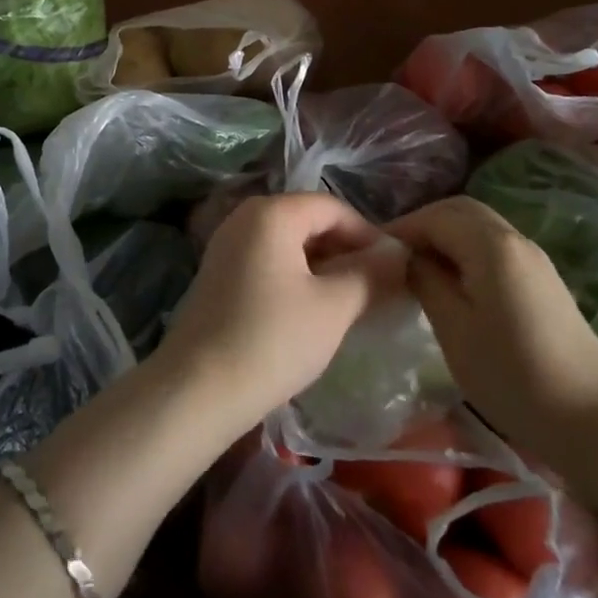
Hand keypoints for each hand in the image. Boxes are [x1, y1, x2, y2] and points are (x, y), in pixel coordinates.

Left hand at [157, 192, 403, 434]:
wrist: (197, 390)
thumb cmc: (272, 340)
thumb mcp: (333, 308)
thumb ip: (371, 275)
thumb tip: (400, 254)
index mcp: (271, 212)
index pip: (332, 207)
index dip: (368, 234)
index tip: (396, 269)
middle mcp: (245, 217)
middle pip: (308, 221)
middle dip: (346, 250)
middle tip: (378, 288)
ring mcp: (227, 245)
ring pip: (289, 243)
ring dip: (324, 266)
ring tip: (352, 302)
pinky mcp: (219, 273)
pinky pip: (269, 261)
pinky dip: (297, 277)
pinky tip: (313, 312)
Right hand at [394, 196, 597, 462]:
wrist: (596, 421)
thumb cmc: (514, 376)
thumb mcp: (454, 329)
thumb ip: (425, 281)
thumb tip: (405, 257)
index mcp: (490, 245)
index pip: (434, 216)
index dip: (400, 229)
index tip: (371, 254)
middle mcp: (514, 238)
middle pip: (459, 210)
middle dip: (422, 225)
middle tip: (393, 256)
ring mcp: (533, 258)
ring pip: (478, 226)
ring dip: (445, 237)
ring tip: (418, 270)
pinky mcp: (542, 280)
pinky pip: (493, 246)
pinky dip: (465, 251)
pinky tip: (452, 284)